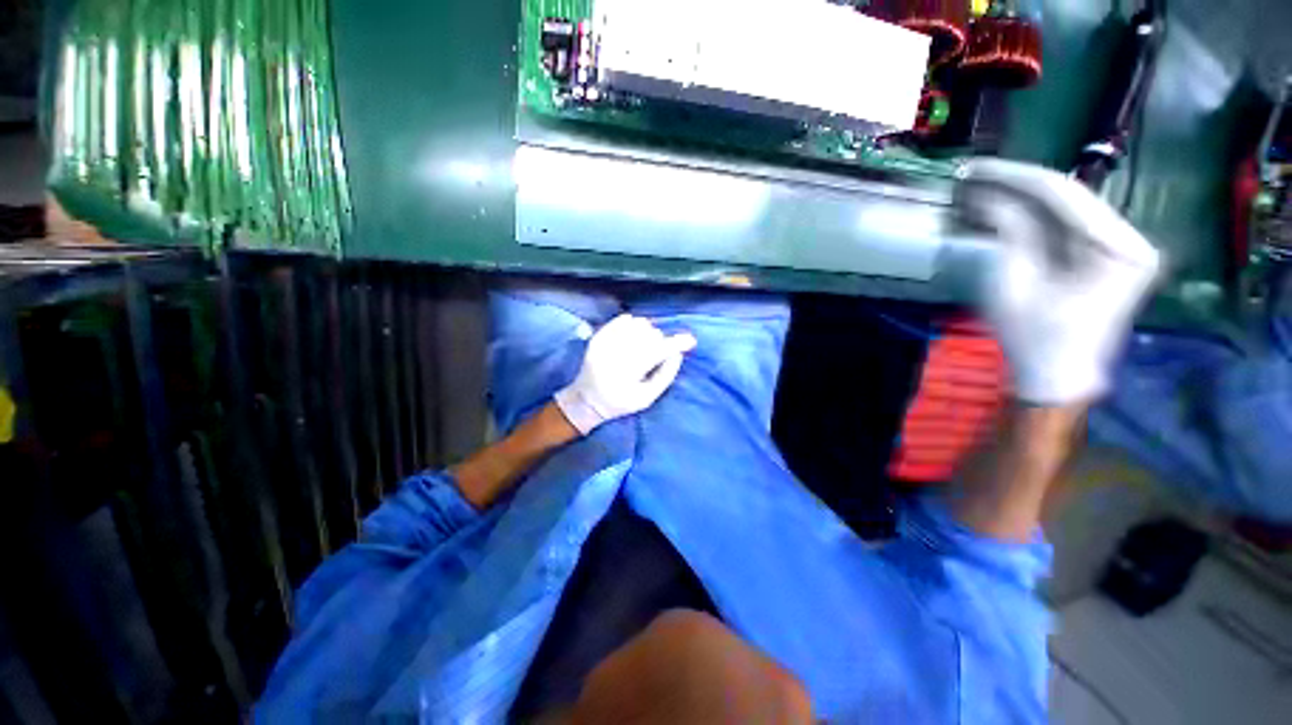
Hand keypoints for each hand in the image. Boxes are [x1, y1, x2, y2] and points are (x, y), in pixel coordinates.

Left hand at [555, 314, 697, 433]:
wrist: (587, 400)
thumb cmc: (619, 403)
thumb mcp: (646, 398)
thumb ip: (665, 376)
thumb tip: (678, 353)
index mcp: (627, 374)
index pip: (657, 351)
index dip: (676, 344)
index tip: (691, 340)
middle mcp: (614, 355)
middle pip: (649, 335)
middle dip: (660, 342)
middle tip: (658, 353)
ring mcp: (604, 343)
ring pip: (638, 324)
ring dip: (648, 332)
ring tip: (644, 345)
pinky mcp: (598, 337)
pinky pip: (622, 320)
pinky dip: (634, 324)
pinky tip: (634, 335)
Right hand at [957, 159, 1160, 405]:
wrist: (1057, 373)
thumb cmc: (1034, 336)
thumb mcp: (1015, 283)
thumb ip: (1010, 233)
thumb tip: (988, 196)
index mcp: (1119, 249)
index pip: (1065, 194)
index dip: (1015, 177)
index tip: (975, 168)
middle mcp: (1131, 238)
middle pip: (1070, 197)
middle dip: (1017, 185)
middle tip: (973, 176)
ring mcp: (1122, 245)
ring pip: (1067, 207)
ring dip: (1022, 198)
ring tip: (981, 189)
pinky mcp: (1107, 253)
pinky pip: (1067, 223)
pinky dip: (1033, 216)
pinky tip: (1003, 208)